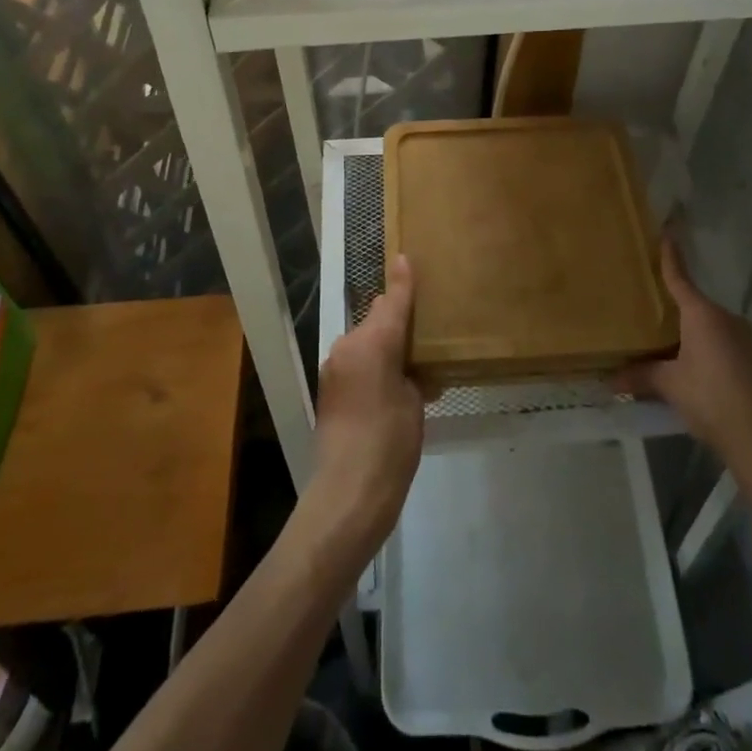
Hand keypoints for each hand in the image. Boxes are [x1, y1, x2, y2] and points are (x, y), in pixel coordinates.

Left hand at [306, 253, 425, 553]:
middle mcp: (348, 345)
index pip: (393, 301)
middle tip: (423, 327)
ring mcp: (334, 367)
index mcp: (373, 342)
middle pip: (377, 318)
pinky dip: (372, 364)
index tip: (405, 257)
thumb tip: (409, 365)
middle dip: (396, 317)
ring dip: (383, 344)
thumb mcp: (414, 403)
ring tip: (410, 362)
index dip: (403, 281)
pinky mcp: (328, 388)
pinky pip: (355, 362)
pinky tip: (391, 386)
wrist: (348, 493)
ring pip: (364, 340)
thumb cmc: (391, 444)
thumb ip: (411, 371)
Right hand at [614, 236, 751, 460]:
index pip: (680, 277)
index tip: (666, 231)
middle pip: (693, 303)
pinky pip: (719, 343)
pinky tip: (687, 365)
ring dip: (687, 331)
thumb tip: (610, 379)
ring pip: (707, 325)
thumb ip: (641, 376)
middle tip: (646, 303)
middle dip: (671, 305)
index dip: (670, 256)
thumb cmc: (712, 399)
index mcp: (702, 314)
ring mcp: (743, 340)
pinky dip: (701, 347)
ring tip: (662, 339)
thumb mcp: (670, 386)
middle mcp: (725, 319)